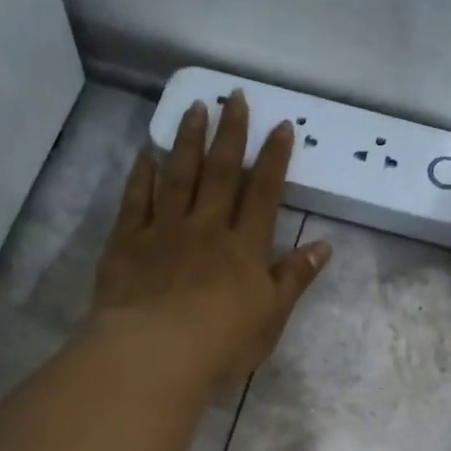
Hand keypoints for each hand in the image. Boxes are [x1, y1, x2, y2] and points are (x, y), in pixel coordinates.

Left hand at [91, 90, 330, 392]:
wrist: (156, 353)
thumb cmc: (222, 343)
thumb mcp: (272, 316)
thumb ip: (294, 278)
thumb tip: (323, 245)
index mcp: (244, 247)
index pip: (263, 193)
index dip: (273, 158)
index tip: (280, 125)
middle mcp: (205, 227)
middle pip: (220, 172)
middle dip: (230, 133)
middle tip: (235, 97)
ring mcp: (163, 230)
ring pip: (178, 176)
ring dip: (188, 140)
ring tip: (195, 108)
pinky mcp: (127, 242)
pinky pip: (135, 199)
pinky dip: (142, 174)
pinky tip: (147, 153)